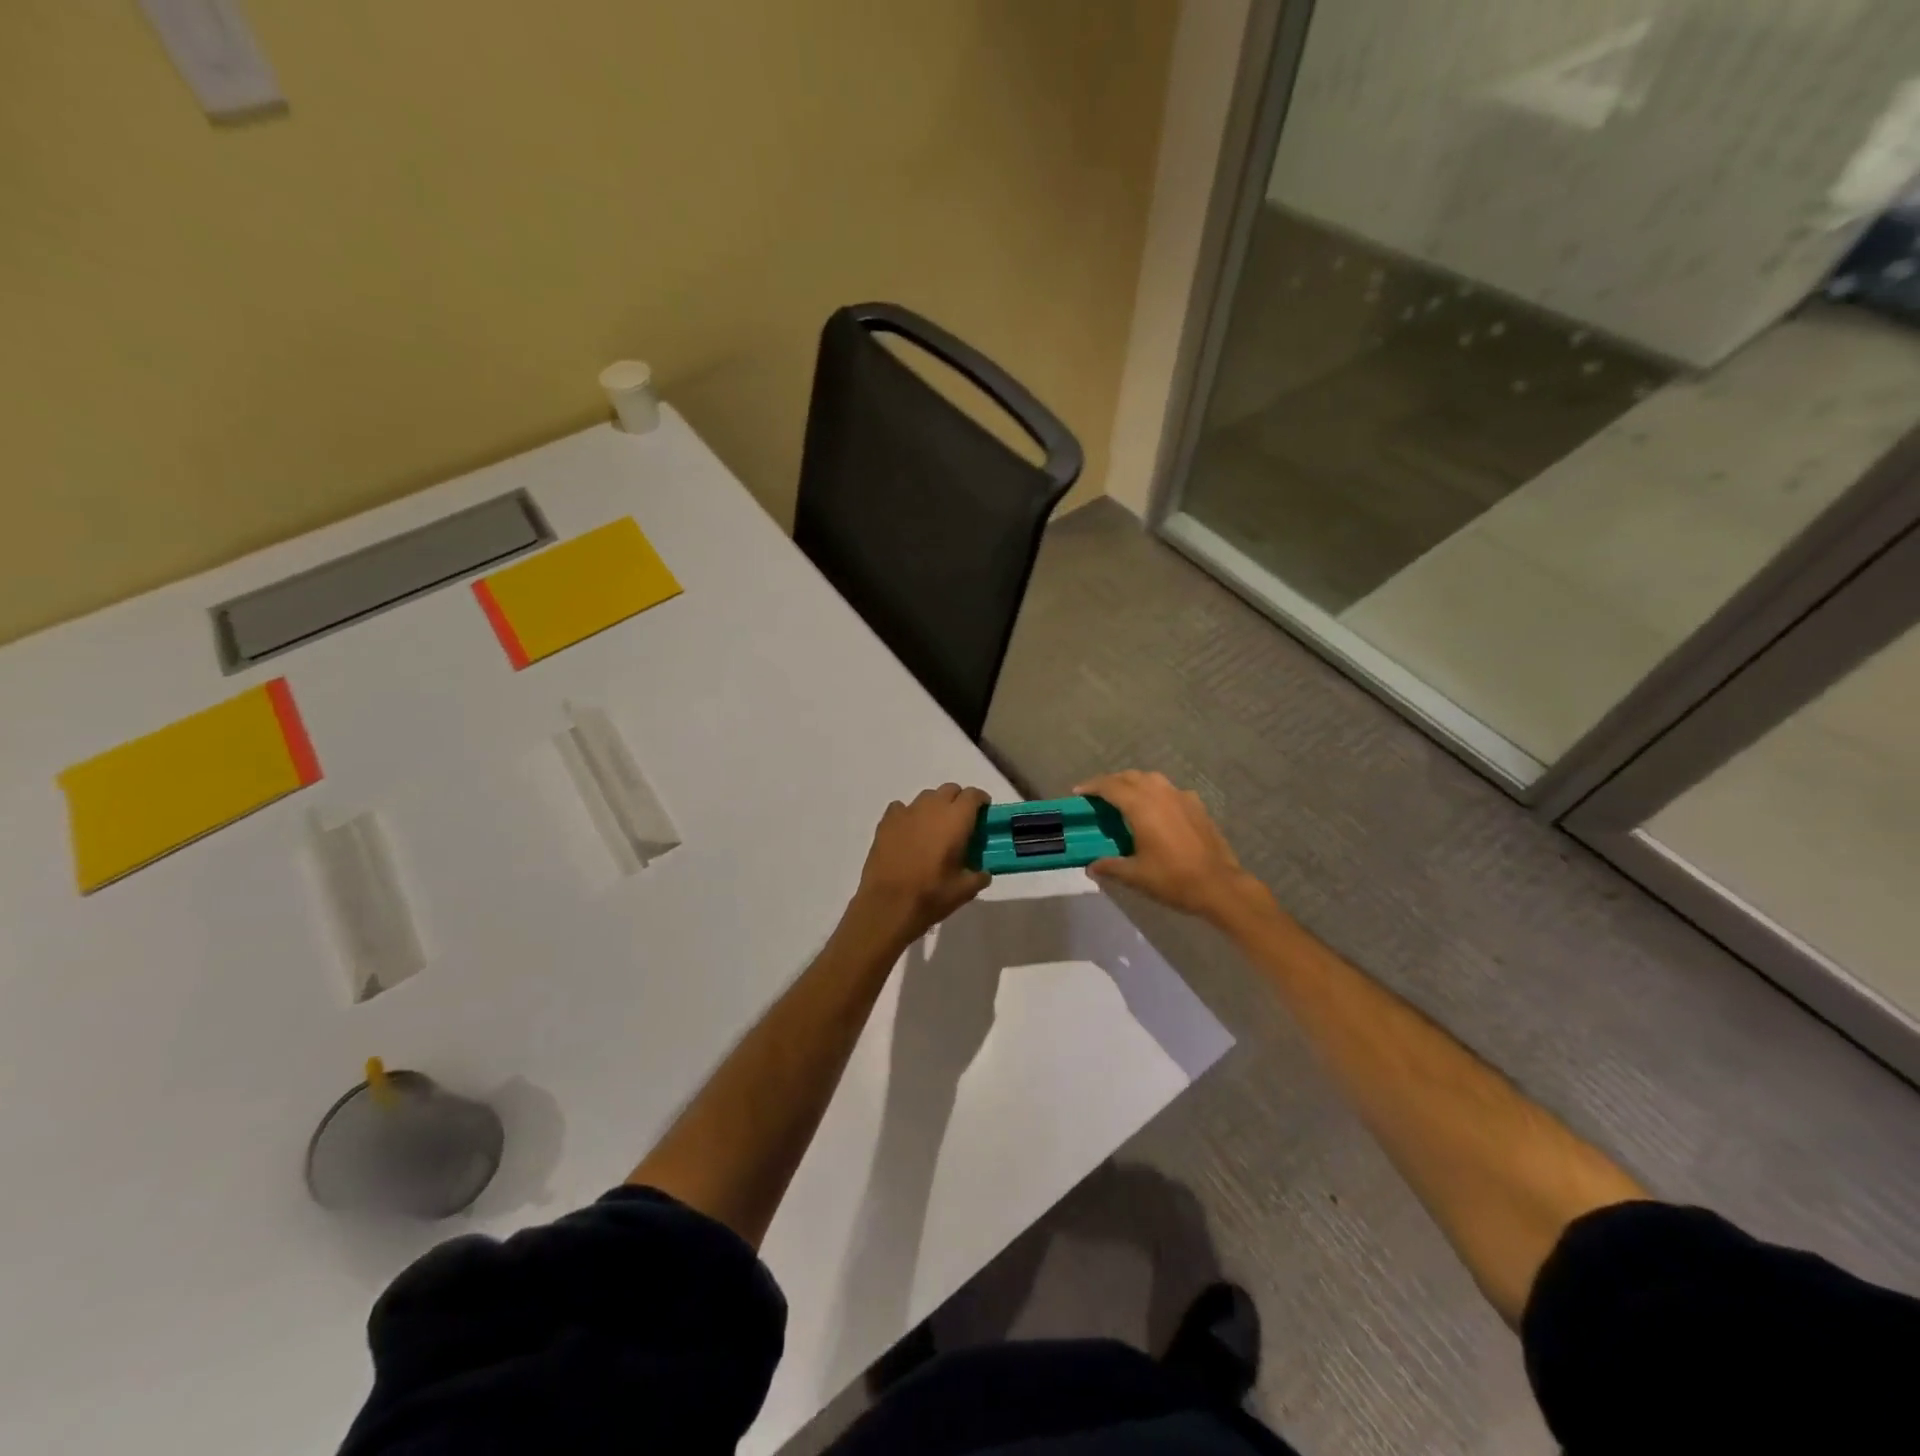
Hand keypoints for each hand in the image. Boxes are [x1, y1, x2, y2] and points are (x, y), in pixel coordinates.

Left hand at [845, 784, 991, 948]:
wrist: (888, 905)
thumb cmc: (931, 895)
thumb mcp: (965, 890)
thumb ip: (979, 876)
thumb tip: (983, 873)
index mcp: (956, 819)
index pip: (973, 795)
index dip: (981, 800)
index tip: (984, 813)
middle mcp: (932, 808)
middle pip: (950, 790)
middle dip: (958, 801)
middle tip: (960, 823)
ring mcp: (906, 812)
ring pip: (926, 797)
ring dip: (935, 806)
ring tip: (934, 828)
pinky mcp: (886, 822)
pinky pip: (901, 808)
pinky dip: (909, 815)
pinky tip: (909, 833)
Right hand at [1075, 770, 1271, 925]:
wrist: (1220, 886)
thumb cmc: (1173, 879)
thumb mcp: (1136, 876)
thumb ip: (1110, 866)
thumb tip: (1091, 867)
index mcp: (1142, 807)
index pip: (1111, 786)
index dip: (1092, 786)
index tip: (1079, 791)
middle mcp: (1160, 794)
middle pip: (1130, 777)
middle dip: (1111, 782)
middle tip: (1098, 795)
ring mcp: (1182, 797)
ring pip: (1152, 779)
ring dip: (1134, 783)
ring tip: (1124, 798)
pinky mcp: (1197, 806)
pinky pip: (1170, 790)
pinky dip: (1155, 793)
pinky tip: (1156, 809)